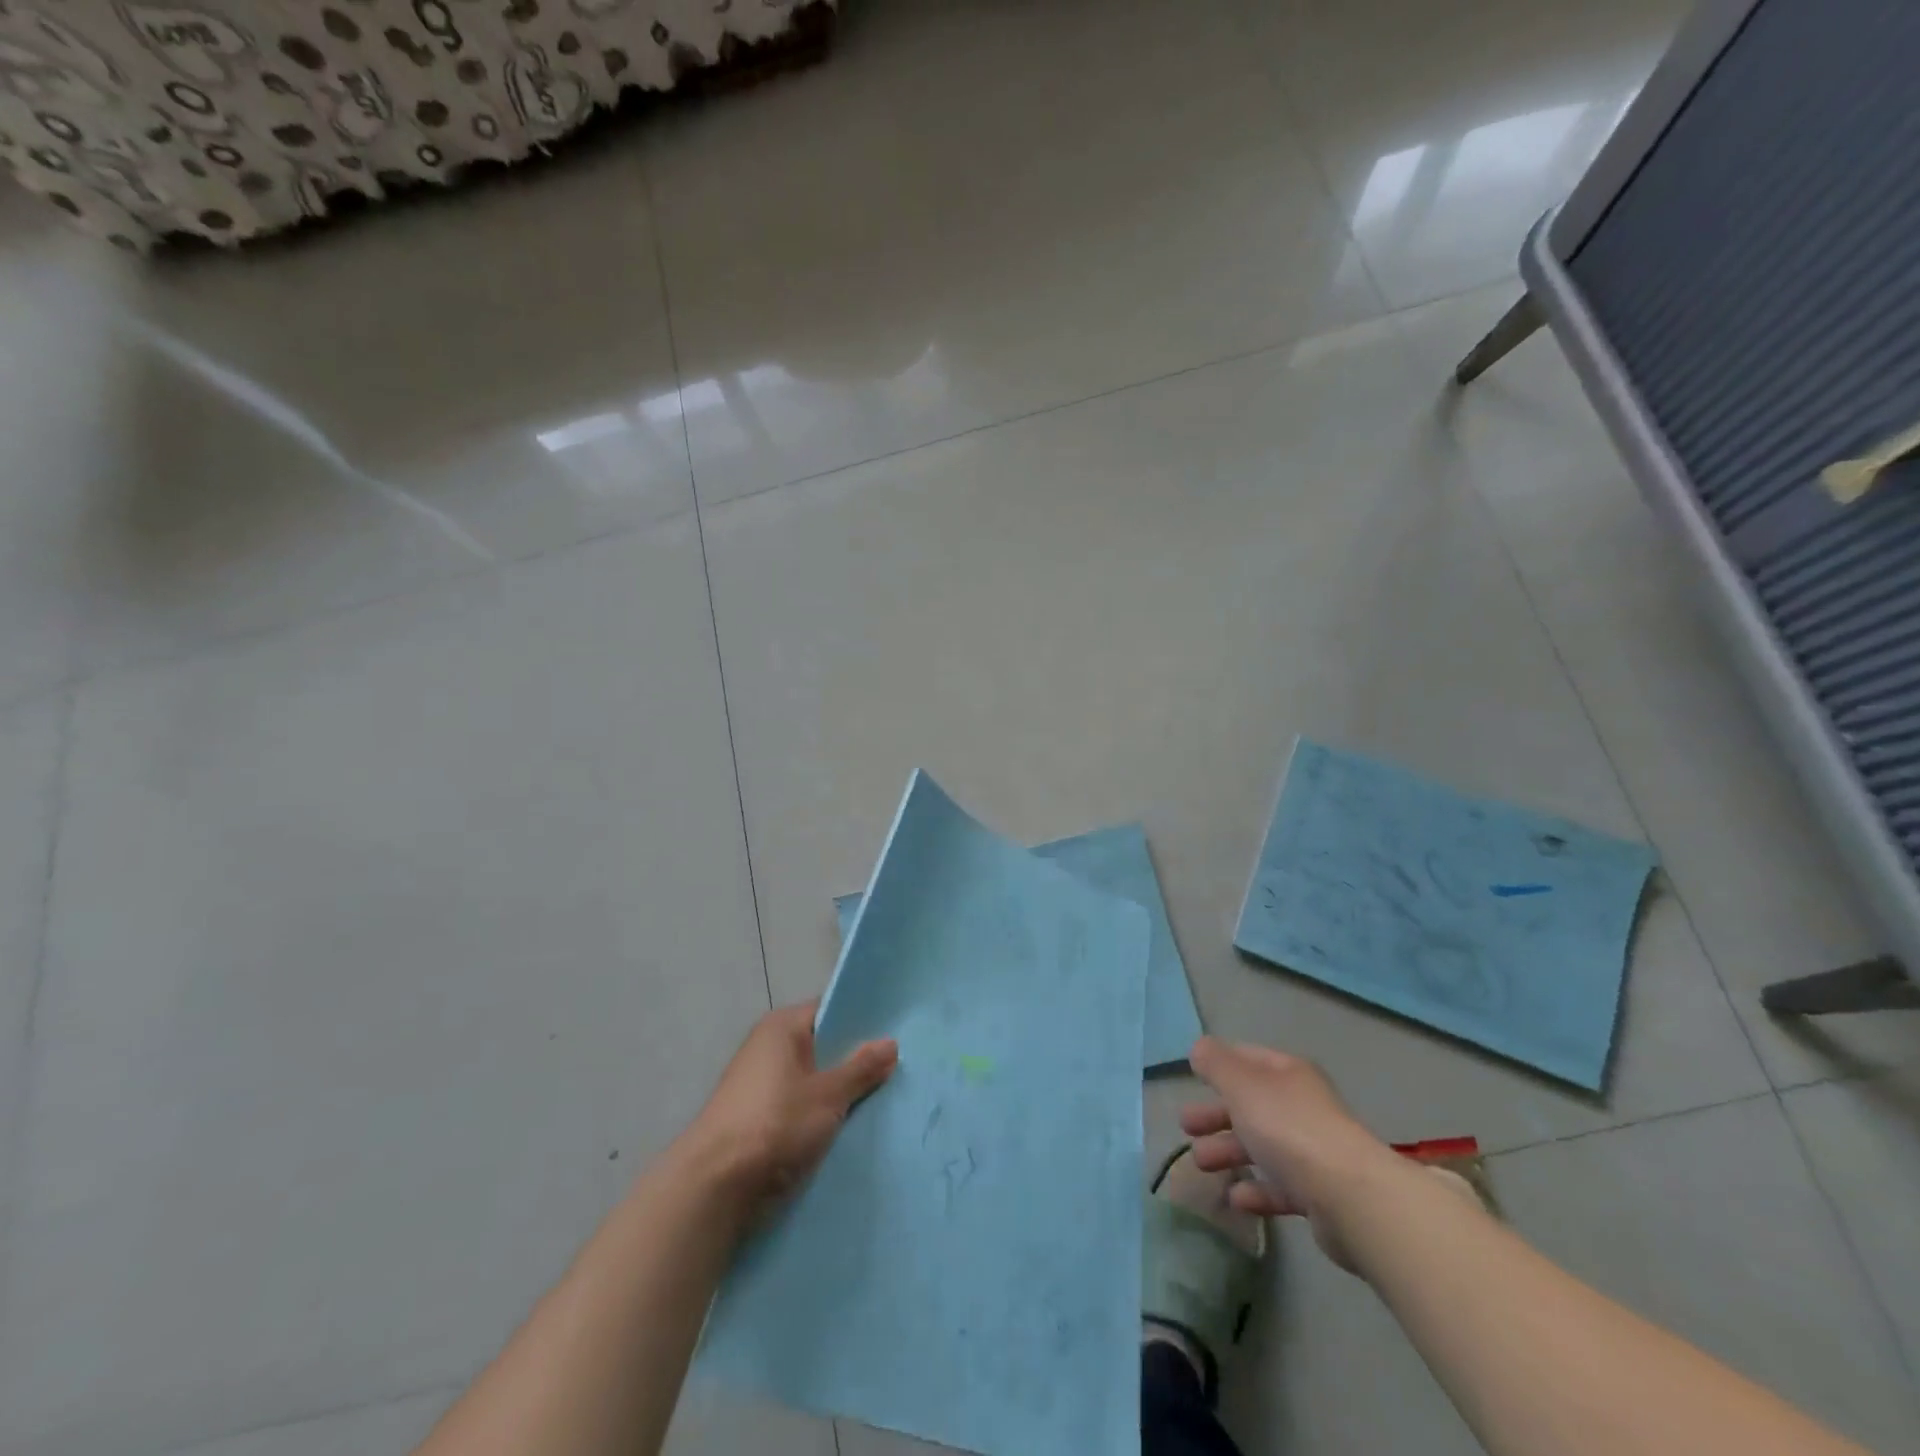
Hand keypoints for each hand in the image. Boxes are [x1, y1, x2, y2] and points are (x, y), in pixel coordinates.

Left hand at [678, 1002, 897, 1226]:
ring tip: (879, 1102)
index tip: (894, 1036)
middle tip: (895, 1071)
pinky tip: (846, 1130)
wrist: (714, 1185)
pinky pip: (797, 1107)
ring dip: (836, 1093)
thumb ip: (861, 1068)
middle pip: (821, 1046)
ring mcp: (758, 1084)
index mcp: (782, 1026)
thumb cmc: (775, 1123)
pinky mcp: (754, 1119)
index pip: (829, 1010)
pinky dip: (817, 1116)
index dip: (861, 1022)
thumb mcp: (828, 1095)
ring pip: (810, 1080)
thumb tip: (891, 1043)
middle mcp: (767, 1046)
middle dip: (853, 1061)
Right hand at [1181, 1036, 1406, 1272]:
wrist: (1350, 1196)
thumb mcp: (1241, 1085)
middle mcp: (1301, 1106)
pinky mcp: (1320, 1193)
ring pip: (1262, 1145)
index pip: (1247, 1059)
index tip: (1192, 1077)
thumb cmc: (1288, 1128)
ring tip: (1200, 1163)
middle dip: (1216, 1113)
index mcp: (1287, 1074)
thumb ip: (1216, 1064)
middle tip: (1185, 1126)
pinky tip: (1235, 1199)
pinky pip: (1280, 1186)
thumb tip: (1200, 1048)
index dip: (1219, 1065)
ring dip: (1229, 1151)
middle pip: (1251, 1104)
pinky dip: (1255, 1189)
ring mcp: (1313, 1151)